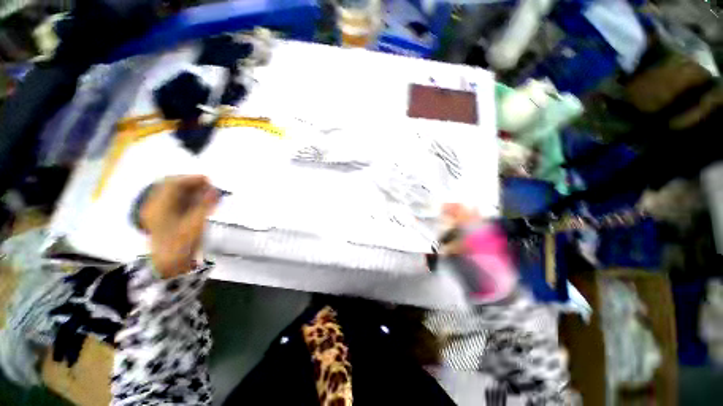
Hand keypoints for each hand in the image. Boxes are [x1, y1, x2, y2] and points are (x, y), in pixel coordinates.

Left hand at [140, 175, 218, 277]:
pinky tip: (200, 202)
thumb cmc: (180, 244)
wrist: (169, 265)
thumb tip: (214, 190)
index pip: (173, 184)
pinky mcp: (164, 218)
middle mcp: (156, 206)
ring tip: (208, 194)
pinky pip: (176, 202)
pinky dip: (189, 199)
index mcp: (159, 206)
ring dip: (192, 191)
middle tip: (210, 187)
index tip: (209, 180)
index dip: (191, 179)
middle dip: (192, 184)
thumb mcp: (195, 224)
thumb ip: (205, 205)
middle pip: (173, 187)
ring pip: (175, 194)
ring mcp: (159, 212)